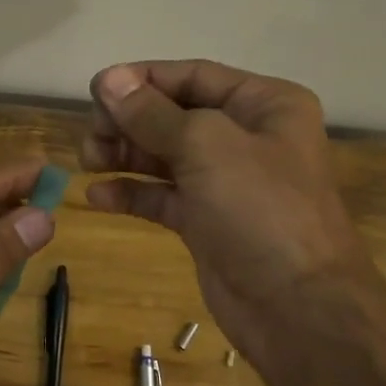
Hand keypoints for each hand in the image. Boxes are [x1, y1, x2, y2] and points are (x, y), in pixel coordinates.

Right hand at [81, 60, 364, 366]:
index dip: (143, 80)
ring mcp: (227, 182)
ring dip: (124, 155)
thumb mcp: (206, 147)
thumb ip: (152, 114)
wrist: (298, 309)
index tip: (96, 90)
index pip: (194, 76)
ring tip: (88, 161)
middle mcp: (247, 137)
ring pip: (164, 156)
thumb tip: (108, 79)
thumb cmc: (260, 210)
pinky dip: (132, 193)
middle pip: (174, 115)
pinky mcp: (208, 222)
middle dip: (129, 122)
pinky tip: (97, 196)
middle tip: (91, 136)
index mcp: (264, 105)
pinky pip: (162, 196)